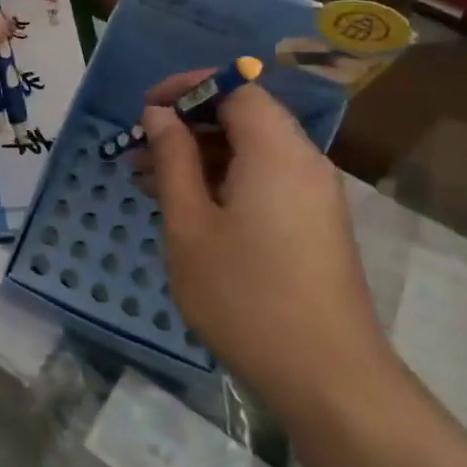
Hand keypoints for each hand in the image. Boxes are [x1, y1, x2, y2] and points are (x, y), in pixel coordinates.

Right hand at [141, 75, 394, 424]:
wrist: (328, 379)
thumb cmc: (245, 296)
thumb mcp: (189, 225)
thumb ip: (173, 160)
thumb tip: (160, 115)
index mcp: (276, 151)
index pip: (235, 88)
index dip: (188, 87)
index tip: (146, 107)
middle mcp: (303, 162)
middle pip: (244, 118)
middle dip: (188, 126)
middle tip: (139, 152)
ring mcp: (314, 195)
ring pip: (252, 152)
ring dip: (201, 157)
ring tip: (149, 181)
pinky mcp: (315, 225)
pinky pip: (266, 181)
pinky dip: (225, 182)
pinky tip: (187, 209)